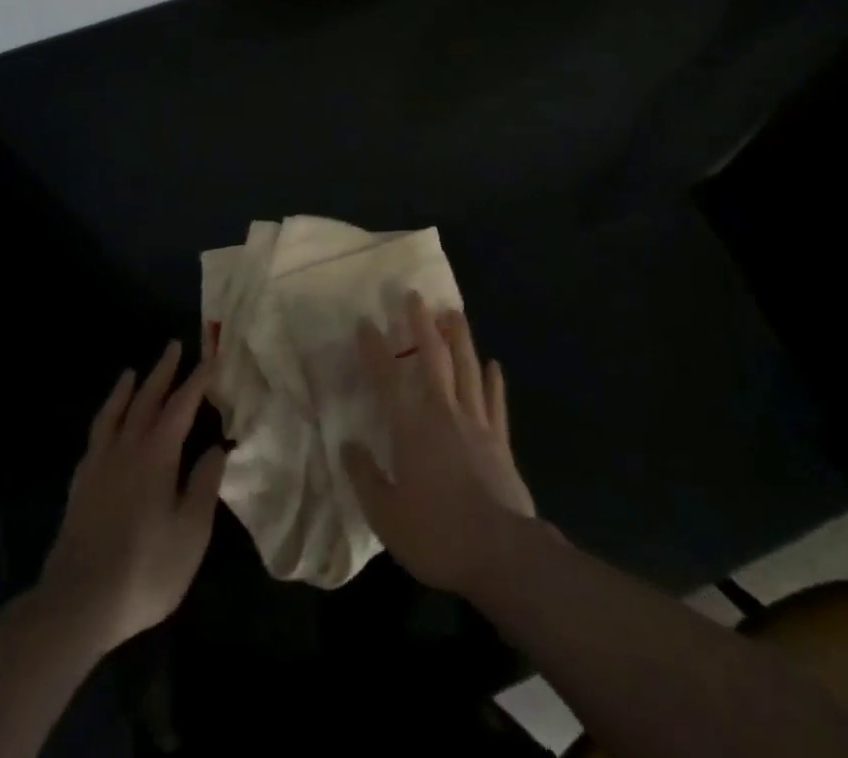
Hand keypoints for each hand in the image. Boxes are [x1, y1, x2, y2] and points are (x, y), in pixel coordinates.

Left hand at [36, 342, 226, 653]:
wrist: (77, 604)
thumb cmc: (144, 568)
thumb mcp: (191, 532)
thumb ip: (204, 485)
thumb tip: (217, 448)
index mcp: (158, 454)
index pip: (182, 405)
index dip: (198, 379)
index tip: (211, 356)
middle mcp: (127, 449)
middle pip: (146, 399)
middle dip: (163, 372)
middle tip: (174, 346)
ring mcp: (99, 466)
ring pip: (114, 414)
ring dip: (126, 390)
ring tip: (131, 373)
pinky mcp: (80, 487)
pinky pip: (95, 438)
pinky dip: (104, 421)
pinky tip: (106, 427)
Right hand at [341, 293, 536, 593]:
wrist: (500, 552)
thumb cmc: (436, 534)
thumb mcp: (386, 515)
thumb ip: (365, 477)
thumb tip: (348, 445)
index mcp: (411, 428)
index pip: (387, 378)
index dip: (374, 349)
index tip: (365, 322)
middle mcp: (443, 413)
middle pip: (433, 358)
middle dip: (421, 324)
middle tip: (414, 296)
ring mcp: (476, 423)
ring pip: (467, 368)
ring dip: (459, 338)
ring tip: (453, 312)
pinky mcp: (500, 440)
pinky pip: (495, 402)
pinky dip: (494, 380)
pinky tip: (494, 364)